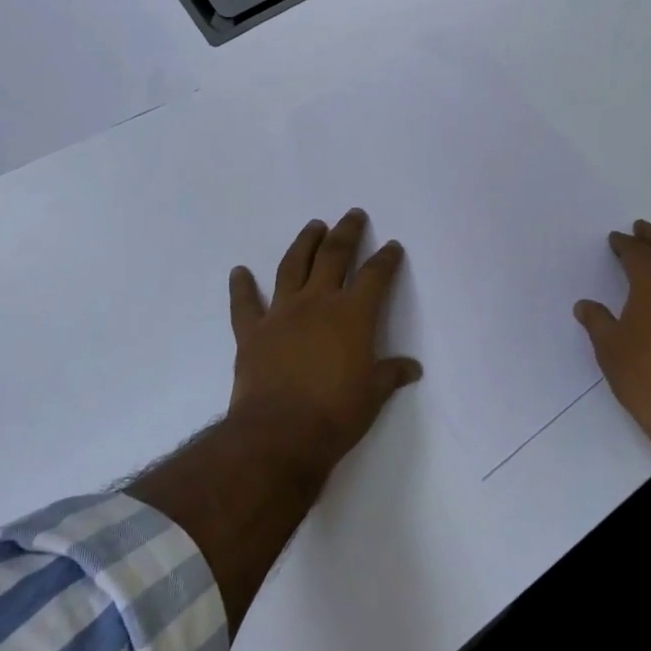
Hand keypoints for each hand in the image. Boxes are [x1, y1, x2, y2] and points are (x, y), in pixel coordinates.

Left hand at [227, 209, 422, 476]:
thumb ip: (390, 375)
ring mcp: (281, 313)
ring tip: (314, 226)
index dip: (386, 259)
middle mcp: (317, 303)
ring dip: (304, 243)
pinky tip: (239, 272)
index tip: (391, 246)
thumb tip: (412, 368)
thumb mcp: (373, 396)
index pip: (375, 276)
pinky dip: (241, 287)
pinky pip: (245, 304)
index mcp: (352, 315)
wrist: (279, 435)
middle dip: (346, 233)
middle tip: (353, 215)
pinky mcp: (252, 332)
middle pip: (334, 256)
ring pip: (293, 266)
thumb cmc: (335, 414)